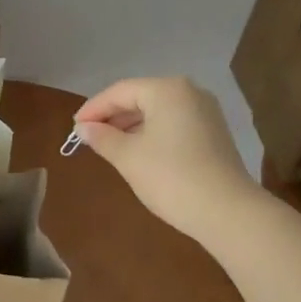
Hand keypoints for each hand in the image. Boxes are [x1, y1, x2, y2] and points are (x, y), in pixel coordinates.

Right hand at [73, 77, 257, 242]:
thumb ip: (102, 137)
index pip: (120, 91)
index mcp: (167, 90)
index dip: (93, 108)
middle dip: (112, 116)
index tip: (74, 128)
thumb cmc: (170, 177)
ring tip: (108, 145)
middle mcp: (189, 92)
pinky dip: (151, 133)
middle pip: (140, 97)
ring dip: (130, 126)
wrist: (226, 211)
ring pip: (157, 111)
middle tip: (88, 137)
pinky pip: (173, 124)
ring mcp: (205, 112)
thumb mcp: (128, 157)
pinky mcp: (213, 133)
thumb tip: (83, 128)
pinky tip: (137, 152)